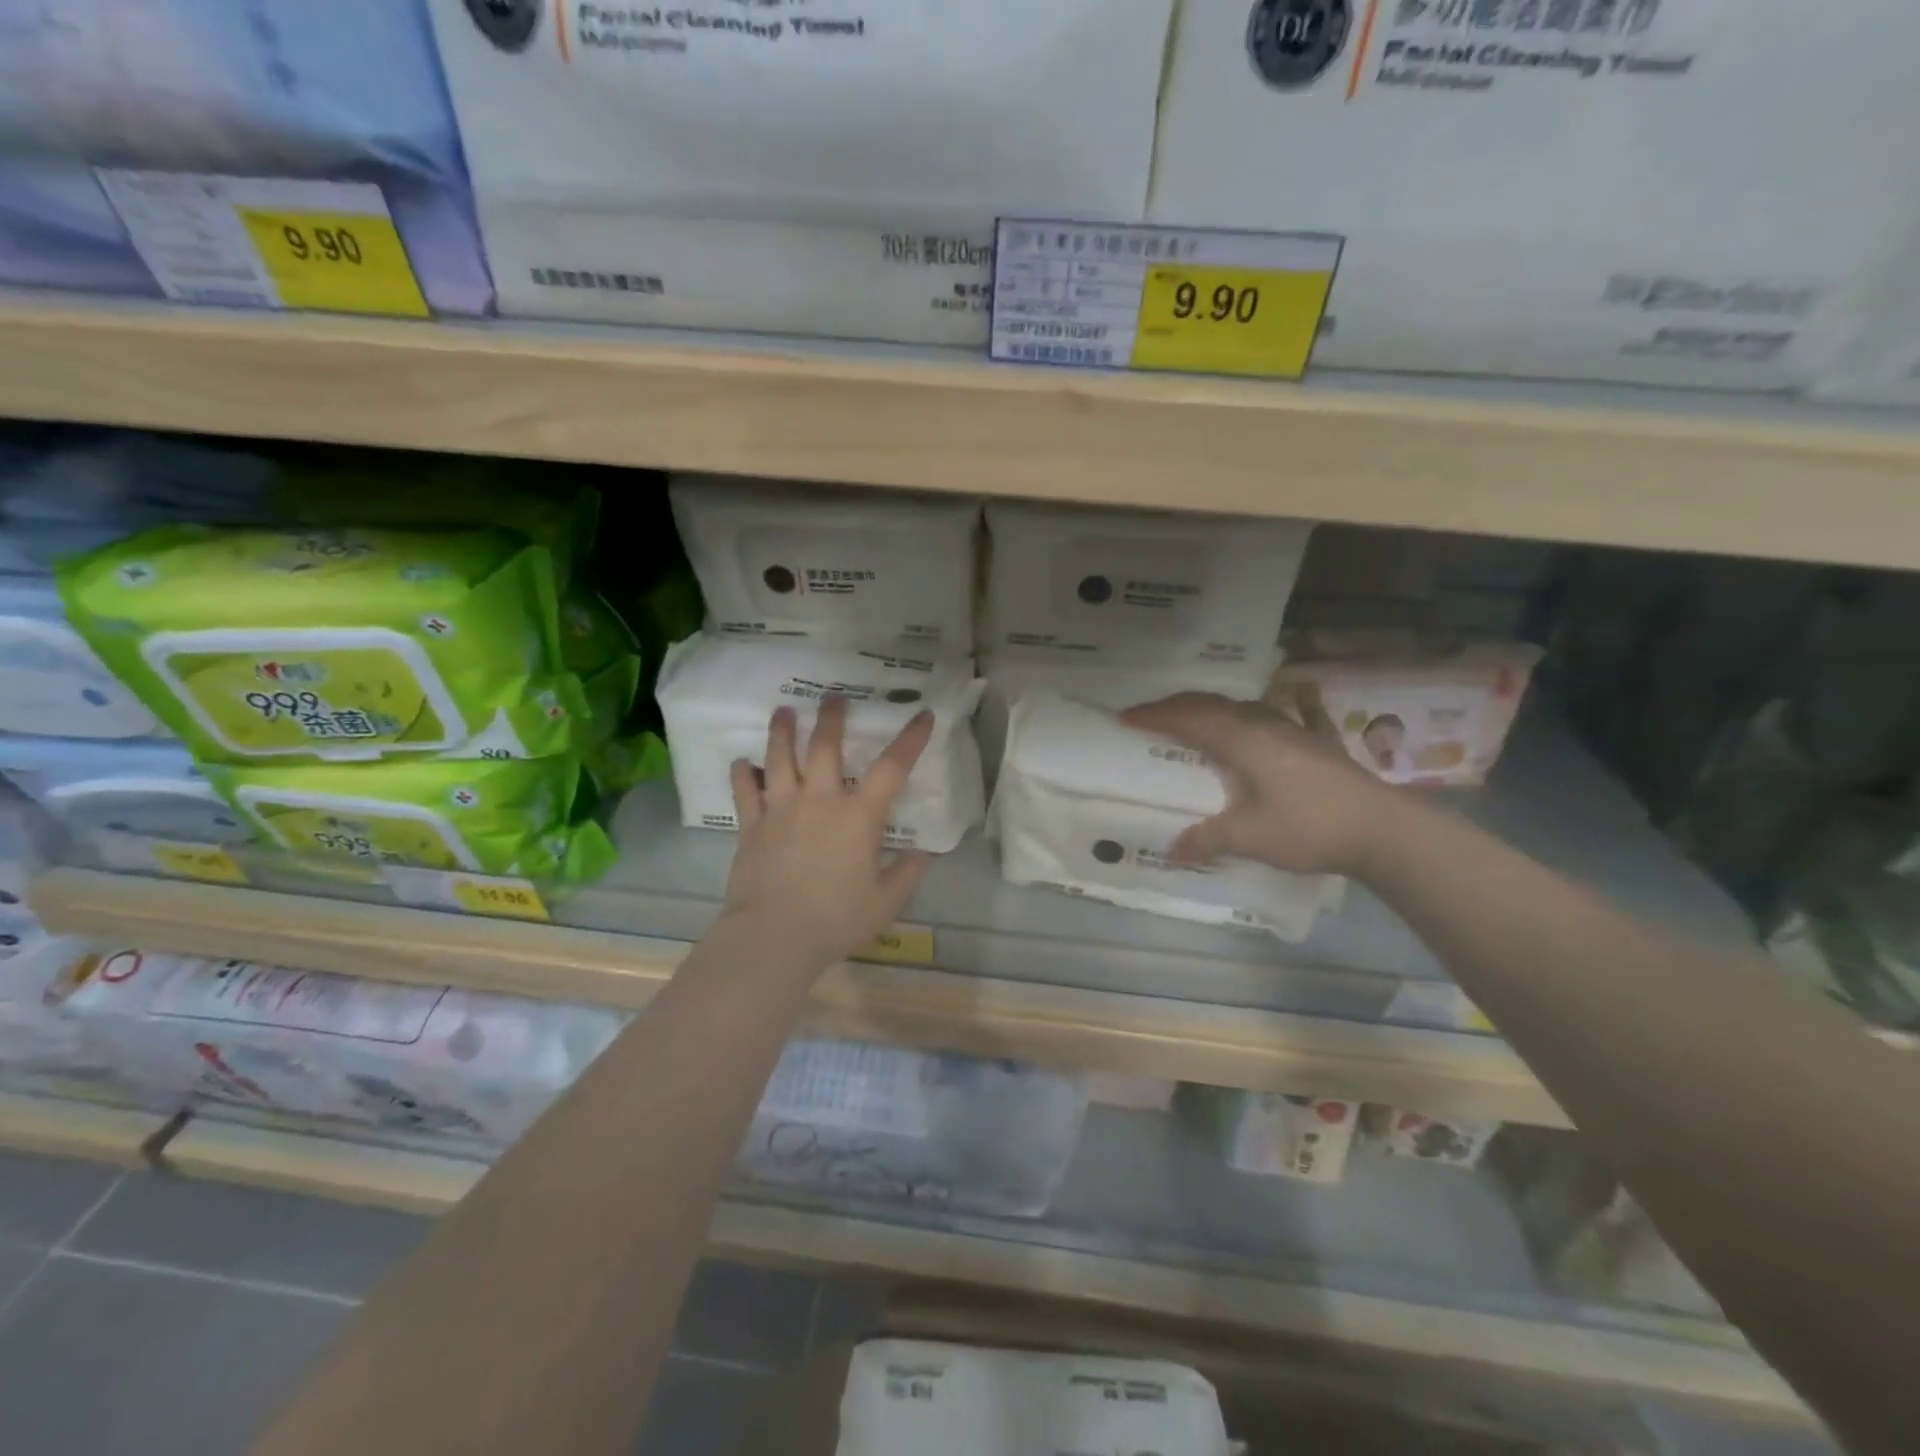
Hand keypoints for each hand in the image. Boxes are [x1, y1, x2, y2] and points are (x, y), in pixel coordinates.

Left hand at [720, 696, 933, 974]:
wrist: (773, 936)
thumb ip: (907, 874)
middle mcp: (819, 800)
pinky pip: (744, 791)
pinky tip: (742, 762)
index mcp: (858, 816)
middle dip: (831, 718)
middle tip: (833, 697)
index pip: (892, 767)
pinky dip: (743, 773)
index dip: (911, 739)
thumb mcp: (886, 902)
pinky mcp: (751, 825)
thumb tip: (922, 853)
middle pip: (825, 746)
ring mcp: (781, 809)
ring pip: (779, 758)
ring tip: (783, 710)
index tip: (923, 715)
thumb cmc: (836, 919)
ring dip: (782, 730)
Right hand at [1122, 692, 1404, 876]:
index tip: (1125, 717)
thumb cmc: (1309, 827)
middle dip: (1177, 706)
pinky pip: (1277, 715)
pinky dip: (1256, 713)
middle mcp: (1263, 724)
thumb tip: (1173, 849)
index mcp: (1242, 740)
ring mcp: (1293, 729)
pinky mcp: (1315, 741)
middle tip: (1150, 716)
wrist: (1383, 829)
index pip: (1188, 718)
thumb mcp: (1250, 837)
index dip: (1154, 715)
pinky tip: (1275, 707)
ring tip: (1192, 720)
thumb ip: (1208, 839)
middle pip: (1212, 704)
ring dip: (1211, 709)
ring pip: (1241, 706)